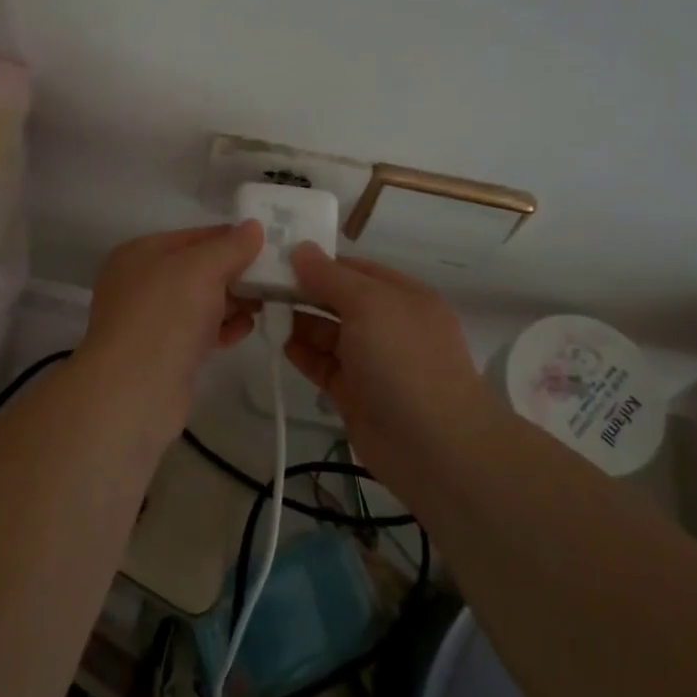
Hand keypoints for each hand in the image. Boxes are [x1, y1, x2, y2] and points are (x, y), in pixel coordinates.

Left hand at [77, 223, 263, 437]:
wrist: (135, 390)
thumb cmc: (166, 315)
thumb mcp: (203, 268)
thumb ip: (231, 246)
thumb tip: (254, 227)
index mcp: (141, 253)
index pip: (195, 236)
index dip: (232, 239)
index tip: (268, 246)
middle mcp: (141, 282)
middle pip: (198, 269)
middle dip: (235, 273)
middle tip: (272, 280)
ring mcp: (150, 320)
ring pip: (200, 302)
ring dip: (232, 302)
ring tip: (263, 305)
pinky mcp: (163, 353)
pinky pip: (198, 331)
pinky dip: (221, 328)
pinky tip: (244, 329)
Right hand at [286, 244, 495, 485]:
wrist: (434, 447)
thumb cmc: (403, 360)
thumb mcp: (368, 304)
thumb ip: (329, 277)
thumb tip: (300, 249)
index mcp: (402, 295)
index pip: (354, 269)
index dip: (319, 262)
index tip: (278, 258)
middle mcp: (388, 324)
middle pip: (339, 300)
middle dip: (305, 291)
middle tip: (262, 285)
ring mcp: (372, 361)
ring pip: (329, 333)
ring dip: (301, 322)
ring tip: (266, 312)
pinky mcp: (355, 394)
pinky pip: (324, 365)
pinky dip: (304, 354)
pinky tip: (283, 345)